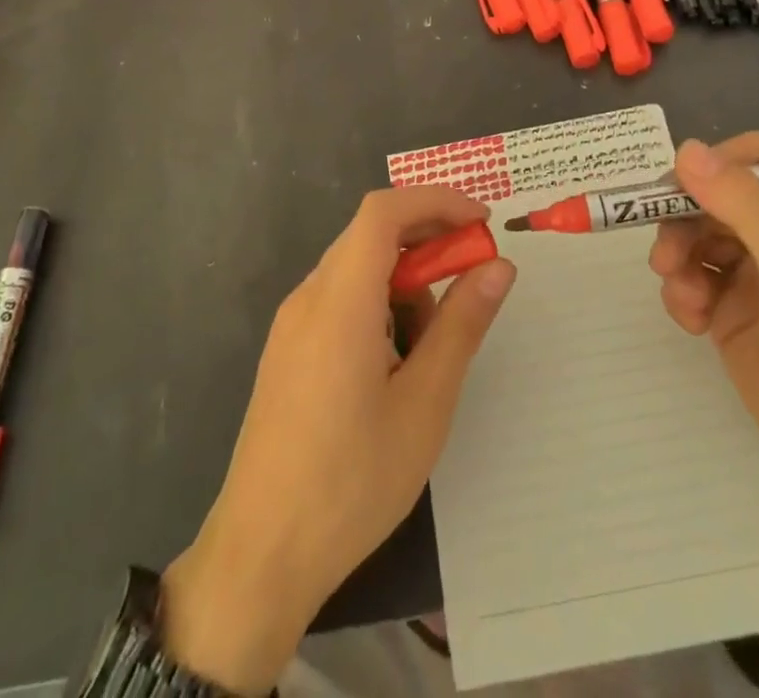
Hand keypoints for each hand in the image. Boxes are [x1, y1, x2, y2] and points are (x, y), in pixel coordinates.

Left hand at [163, 187, 516, 693]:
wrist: (260, 557)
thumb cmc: (350, 483)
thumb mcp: (424, 405)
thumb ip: (461, 325)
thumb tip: (499, 266)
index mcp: (339, 301)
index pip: (383, 212)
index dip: (435, 201)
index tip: (482, 223)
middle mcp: (308, 297)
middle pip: (370, 235)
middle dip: (428, 241)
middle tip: (474, 276)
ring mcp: (292, 324)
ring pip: (357, 268)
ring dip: (404, 280)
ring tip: (434, 345)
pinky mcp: (287, 350)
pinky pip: (339, 299)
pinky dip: (379, 304)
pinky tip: (397, 364)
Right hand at [650, 133, 758, 505]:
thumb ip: (747, 208)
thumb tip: (686, 149)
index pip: (756, 158)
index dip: (715, 166)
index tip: (680, 194)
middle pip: (715, 195)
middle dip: (684, 222)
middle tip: (666, 259)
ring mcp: (758, 270)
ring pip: (695, 234)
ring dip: (678, 259)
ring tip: (683, 298)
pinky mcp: (733, 305)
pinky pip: (692, 275)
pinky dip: (682, 291)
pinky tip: (692, 322)